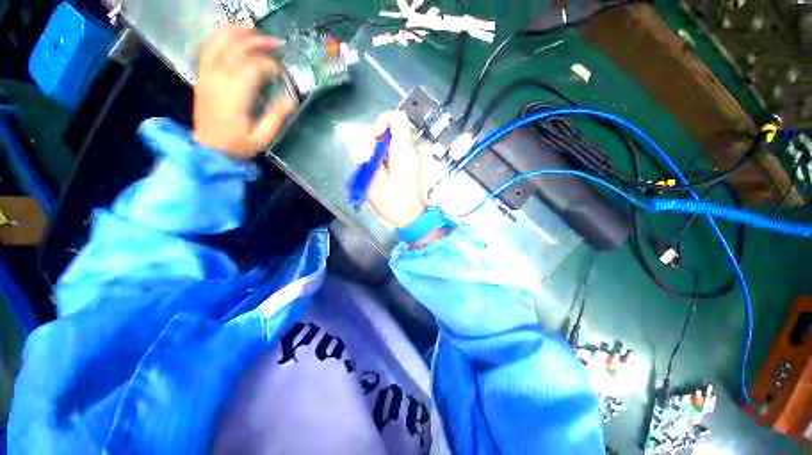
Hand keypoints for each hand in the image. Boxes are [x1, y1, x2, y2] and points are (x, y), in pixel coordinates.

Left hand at [193, 25, 296, 159]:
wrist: (207, 149)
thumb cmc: (237, 145)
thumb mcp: (262, 137)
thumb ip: (277, 116)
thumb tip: (292, 98)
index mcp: (235, 95)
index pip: (253, 68)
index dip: (270, 65)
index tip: (282, 73)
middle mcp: (218, 79)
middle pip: (237, 49)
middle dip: (259, 42)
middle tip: (277, 42)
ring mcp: (207, 75)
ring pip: (218, 42)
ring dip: (236, 32)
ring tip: (253, 28)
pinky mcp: (202, 76)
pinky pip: (208, 49)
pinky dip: (219, 37)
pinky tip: (231, 34)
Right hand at [364, 111, 426, 228]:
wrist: (410, 220)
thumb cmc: (393, 203)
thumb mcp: (374, 180)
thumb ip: (366, 156)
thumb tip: (359, 138)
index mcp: (404, 150)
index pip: (397, 118)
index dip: (381, 121)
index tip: (371, 139)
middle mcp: (410, 151)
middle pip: (391, 130)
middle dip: (374, 140)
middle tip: (368, 159)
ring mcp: (409, 159)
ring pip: (390, 142)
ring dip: (376, 151)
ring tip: (370, 169)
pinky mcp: (407, 167)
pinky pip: (392, 154)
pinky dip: (381, 159)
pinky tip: (376, 174)